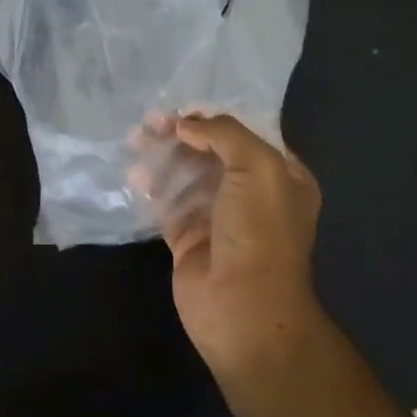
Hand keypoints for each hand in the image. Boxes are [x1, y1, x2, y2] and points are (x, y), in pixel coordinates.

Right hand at [130, 111, 324, 380]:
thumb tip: (185, 124)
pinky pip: (166, 204)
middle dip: (181, 134)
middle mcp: (251, 194)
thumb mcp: (258, 167)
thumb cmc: (260, 231)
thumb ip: (223, 134)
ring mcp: (217, 217)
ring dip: (162, 156)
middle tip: (149, 121)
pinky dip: (150, 186)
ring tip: (135, 139)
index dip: (213, 118)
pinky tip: (134, 174)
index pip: (245, 135)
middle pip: (210, 153)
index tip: (181, 108)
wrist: (244, 308)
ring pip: (185, 175)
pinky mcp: (188, 238)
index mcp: (281, 176)